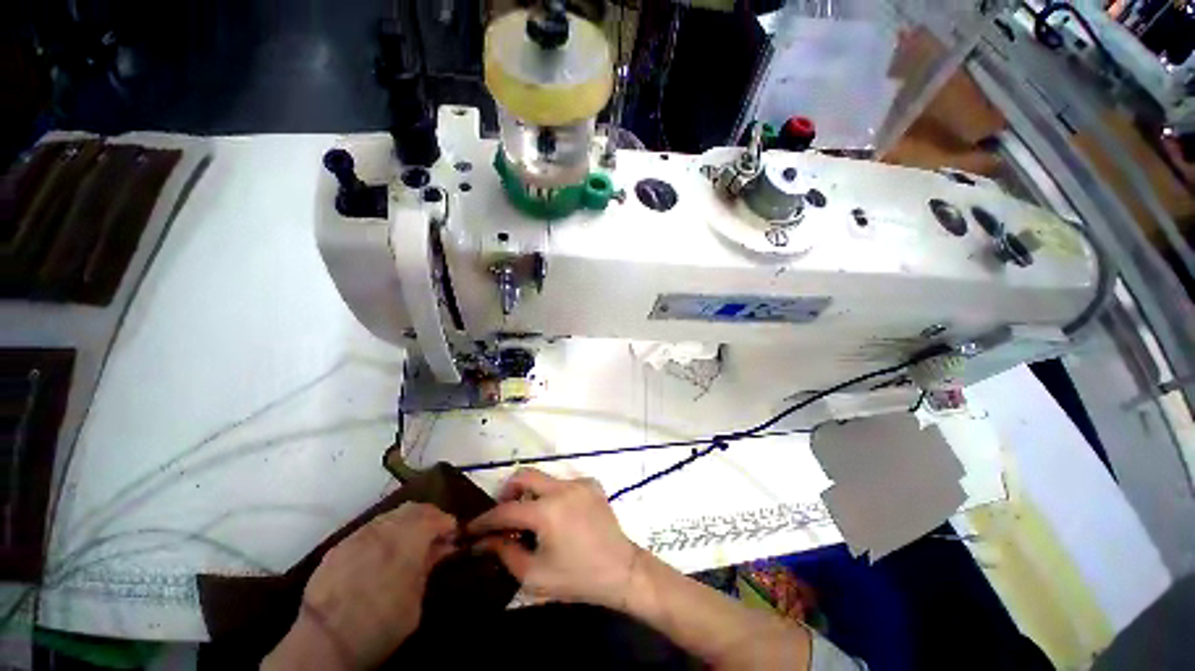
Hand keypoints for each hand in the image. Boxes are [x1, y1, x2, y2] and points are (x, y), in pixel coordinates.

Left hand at [265, 503, 456, 670]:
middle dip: (429, 517)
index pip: (436, 517)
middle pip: (414, 508)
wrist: (324, 643)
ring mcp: (359, 534)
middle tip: (435, 535)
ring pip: (391, 515)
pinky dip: (383, 532)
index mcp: (408, 538)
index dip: (448, 524)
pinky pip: (369, 528)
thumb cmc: (379, 625)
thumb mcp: (415, 601)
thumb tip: (443, 547)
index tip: (453, 536)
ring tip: (409, 542)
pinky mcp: (339, 546)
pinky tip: (382, 551)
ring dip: (406, 522)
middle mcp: (384, 528)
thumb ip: (429, 566)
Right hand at [467, 468, 638, 609]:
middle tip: (503, 513)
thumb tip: (484, 541)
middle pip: (524, 475)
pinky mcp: (591, 483)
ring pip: (544, 478)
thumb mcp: (534, 575)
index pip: (506, 510)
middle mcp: (562, 488)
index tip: (470, 529)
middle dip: (507, 491)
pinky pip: (563, 483)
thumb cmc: (576, 578)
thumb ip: (505, 552)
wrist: (621, 570)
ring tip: (530, 518)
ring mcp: (579, 482)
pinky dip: (553, 495)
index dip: (485, 520)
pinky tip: (558, 516)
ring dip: (531, 493)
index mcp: (547, 511)